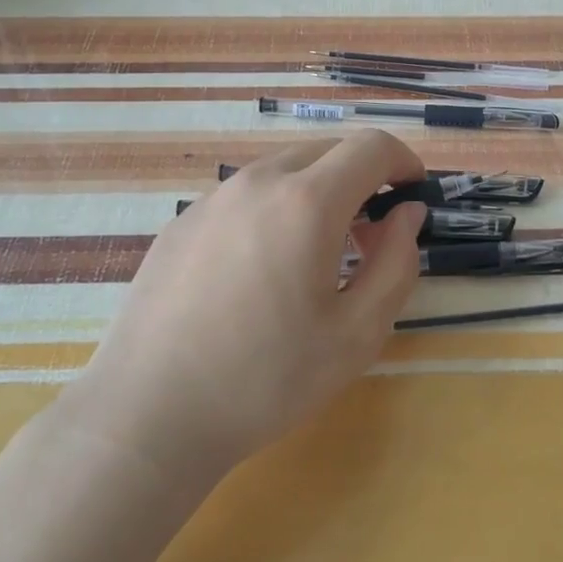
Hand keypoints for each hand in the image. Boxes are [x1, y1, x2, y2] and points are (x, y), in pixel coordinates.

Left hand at [61, 131, 426, 482]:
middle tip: (370, 232)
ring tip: (316, 252)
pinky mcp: (181, 222)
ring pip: (283, 169)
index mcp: (307, 202)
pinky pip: (244, 194)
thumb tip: (407, 214)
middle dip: (361, 176)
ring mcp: (212, 198)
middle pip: (326, 150)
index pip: (370, 147)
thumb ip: (396, 263)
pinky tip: (261, 268)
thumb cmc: (266, 379)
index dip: (402, 160)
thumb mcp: (357, 333)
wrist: (149, 414)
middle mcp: (258, 182)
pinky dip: (274, 207)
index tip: (413, 192)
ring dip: (316, 190)